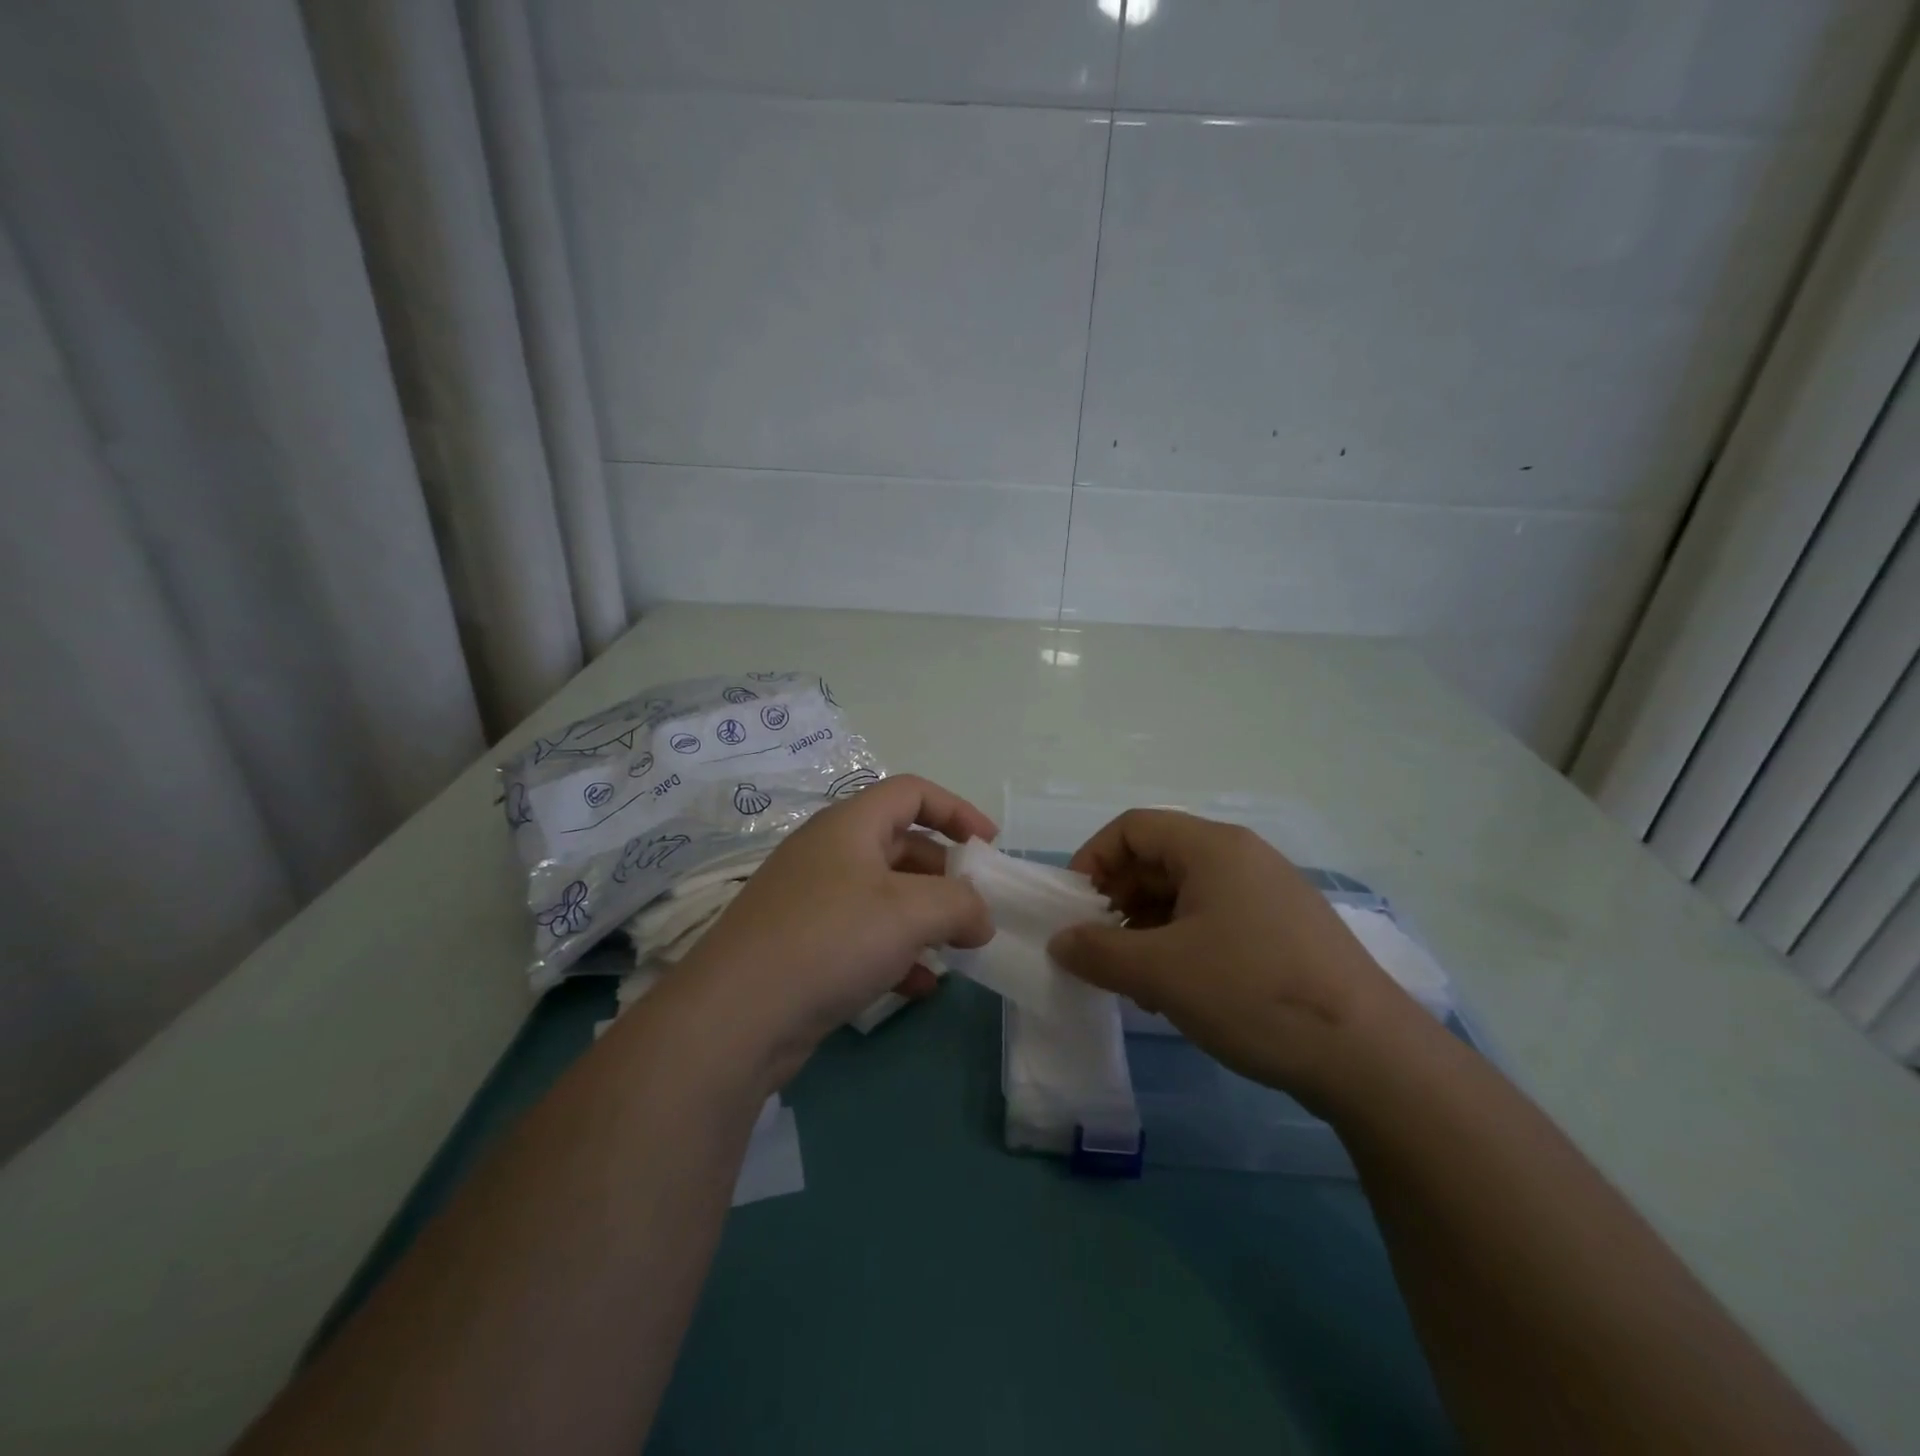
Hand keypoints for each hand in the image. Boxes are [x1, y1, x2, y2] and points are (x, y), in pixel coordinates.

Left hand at [672, 774, 996, 1086]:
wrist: (736, 1016)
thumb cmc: (831, 939)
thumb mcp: (911, 912)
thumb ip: (961, 903)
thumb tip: (981, 916)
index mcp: (849, 825)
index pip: (911, 793)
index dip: (956, 810)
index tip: (991, 845)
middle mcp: (829, 854)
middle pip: (901, 845)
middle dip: (946, 874)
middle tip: (978, 907)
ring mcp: (812, 901)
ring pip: (885, 896)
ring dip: (926, 918)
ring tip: (959, 947)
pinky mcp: (804, 947)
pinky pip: (864, 937)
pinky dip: (898, 953)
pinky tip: (922, 986)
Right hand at [1047, 809, 1425, 1106]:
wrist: (1370, 1057)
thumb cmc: (1253, 992)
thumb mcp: (1161, 973)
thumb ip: (1098, 952)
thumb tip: (1060, 943)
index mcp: (1213, 847)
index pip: (1132, 828)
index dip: (1093, 859)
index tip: (1075, 908)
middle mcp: (1242, 858)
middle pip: (1159, 859)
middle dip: (1119, 901)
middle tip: (1101, 949)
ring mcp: (1269, 894)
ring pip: (1186, 894)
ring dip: (1148, 929)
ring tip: (1137, 982)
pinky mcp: (1285, 931)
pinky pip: (1216, 921)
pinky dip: (1182, 945)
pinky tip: (1178, 992)